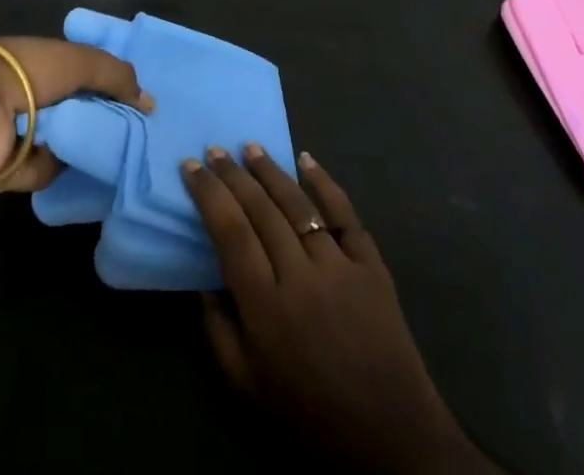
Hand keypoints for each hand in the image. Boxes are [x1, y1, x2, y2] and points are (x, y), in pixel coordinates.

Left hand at [0, 37, 153, 192]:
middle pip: (77, 112)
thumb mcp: (80, 61)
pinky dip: (50, 167)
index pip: (84, 73)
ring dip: (78, 150)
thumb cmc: (28, 73)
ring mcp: (19, 130)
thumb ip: (116, 75)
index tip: (138, 105)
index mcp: (44, 63)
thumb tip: (149, 102)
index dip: (110, 86)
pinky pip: (44, 171)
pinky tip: (59, 163)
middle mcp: (32, 94)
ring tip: (104, 156)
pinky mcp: (9, 165)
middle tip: (132, 139)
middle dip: (99, 124)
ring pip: (63, 145)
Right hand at [183, 147, 492, 474]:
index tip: (192, 166)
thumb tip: (203, 279)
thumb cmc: (310, 412)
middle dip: (233, 175)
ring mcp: (339, 267)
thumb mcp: (248, 385)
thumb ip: (218, 330)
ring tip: (250, 147)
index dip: (209, 194)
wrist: (390, 436)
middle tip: (215, 150)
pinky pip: (345, 214)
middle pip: (260, 210)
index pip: (230, 232)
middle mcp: (300, 277)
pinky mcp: (371, 265)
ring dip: (271, 171)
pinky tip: (306, 159)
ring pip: (298, 204)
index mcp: (265, 307)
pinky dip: (325, 183)